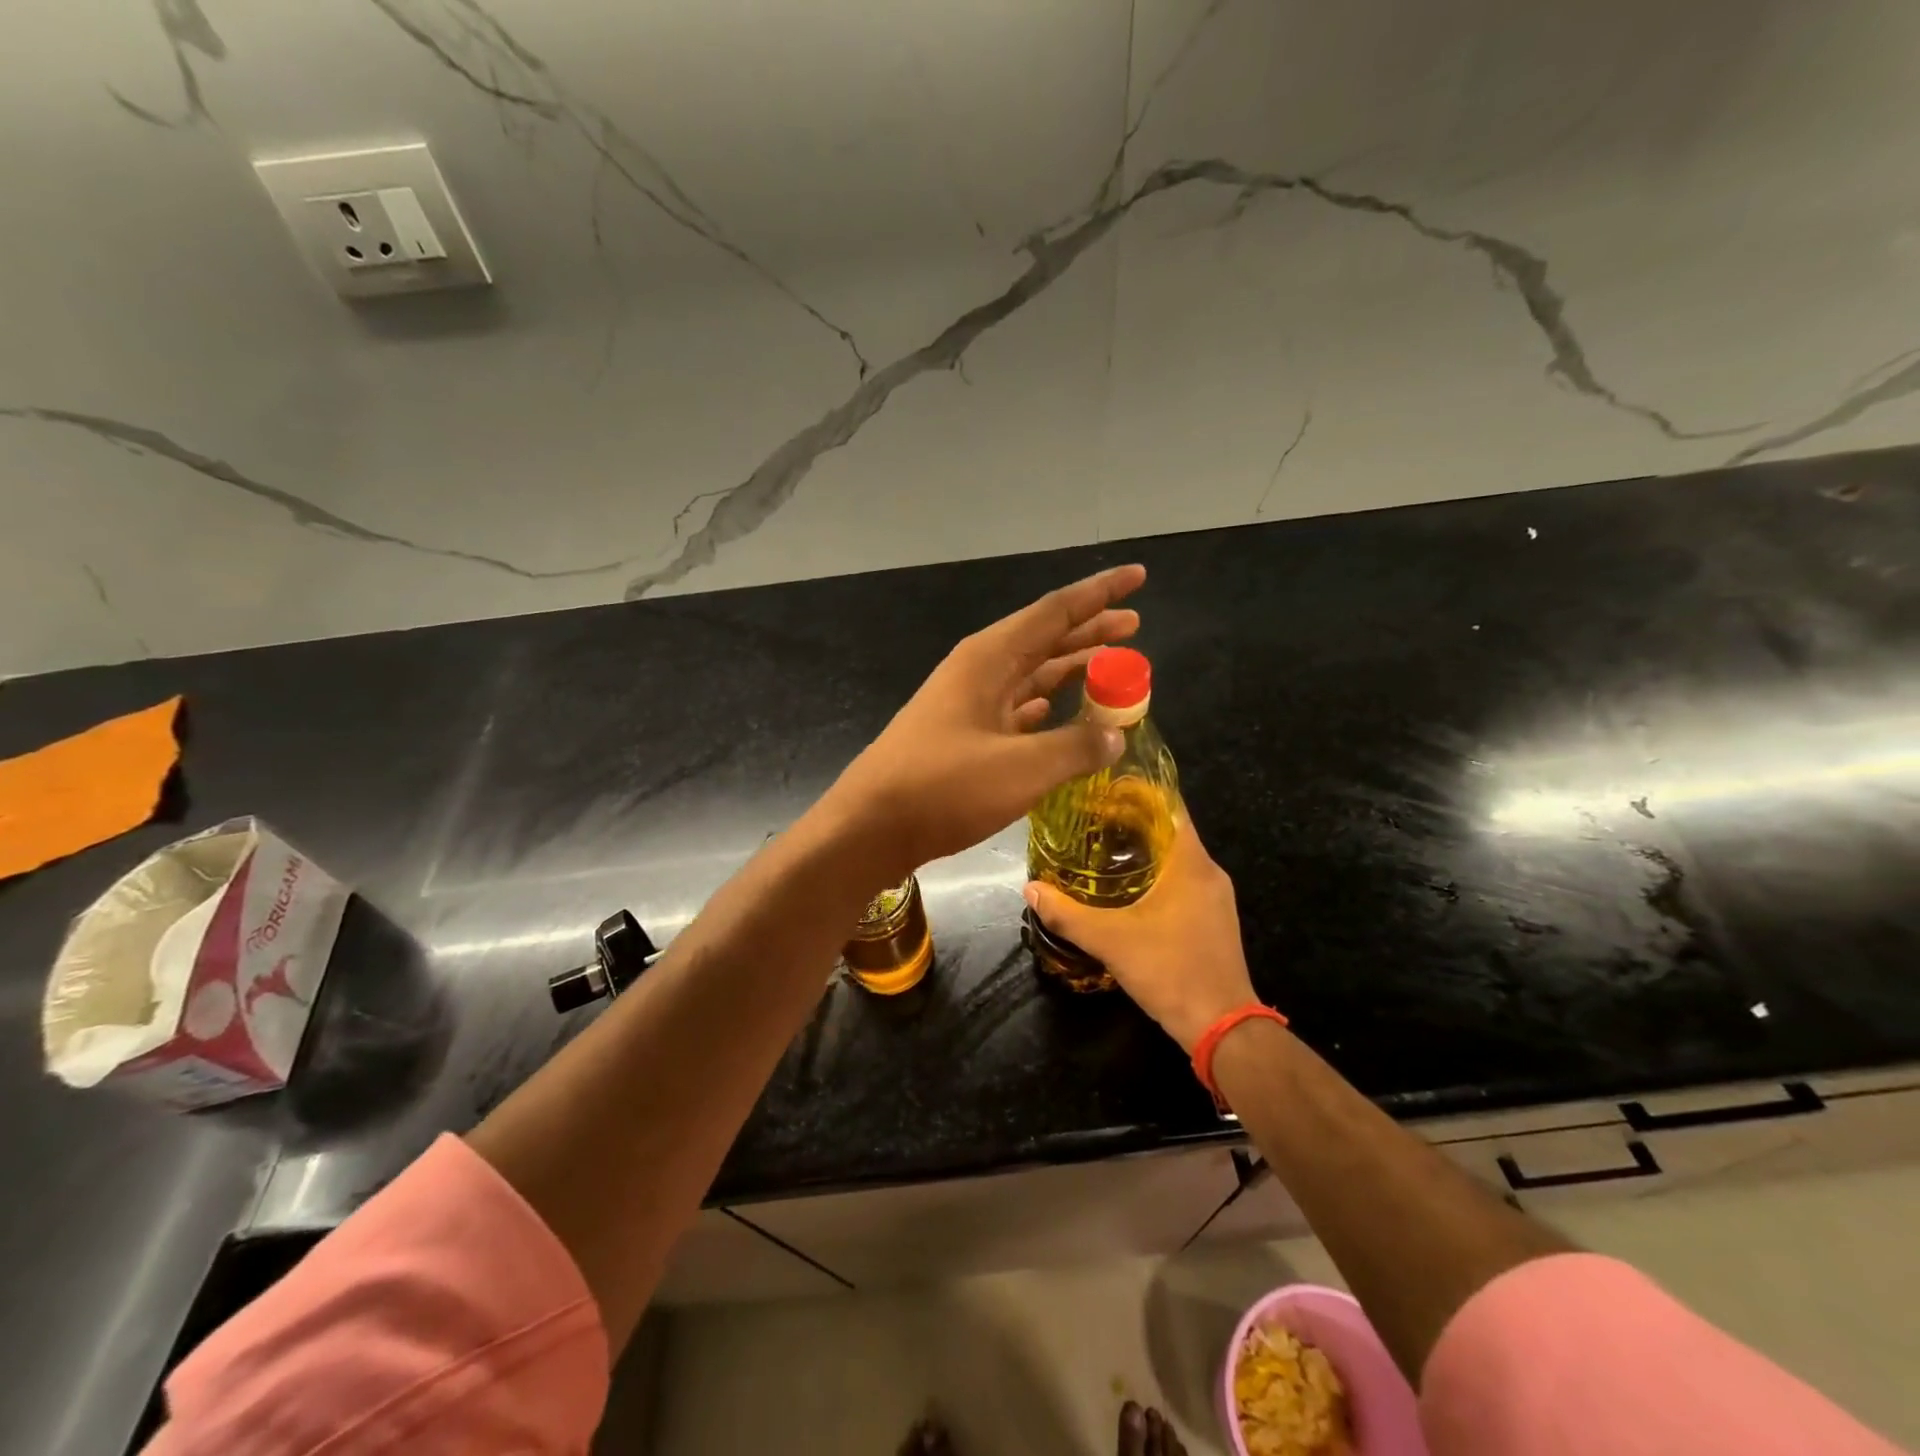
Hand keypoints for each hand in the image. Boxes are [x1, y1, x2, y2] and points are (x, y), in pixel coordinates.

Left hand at [826, 564, 1146, 877]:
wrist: (870, 827)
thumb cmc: (943, 788)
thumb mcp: (1021, 768)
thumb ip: (1075, 747)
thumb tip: (1116, 736)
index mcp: (989, 658)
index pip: (1055, 612)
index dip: (1099, 593)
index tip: (1139, 577)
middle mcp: (979, 671)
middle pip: (1044, 639)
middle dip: (1090, 630)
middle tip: (1135, 624)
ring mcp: (968, 704)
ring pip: (1031, 675)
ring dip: (1071, 669)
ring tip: (1111, 667)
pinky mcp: (963, 737)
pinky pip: (1016, 709)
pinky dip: (1046, 707)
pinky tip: (1061, 711)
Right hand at [1023, 816, 1256, 1051]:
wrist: (1221, 1027)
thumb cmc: (1169, 969)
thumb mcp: (1109, 940)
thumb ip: (1066, 913)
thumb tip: (1030, 889)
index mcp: (1191, 864)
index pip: (1169, 807)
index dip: (1138, 793)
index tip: (1104, 789)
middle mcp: (1209, 873)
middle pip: (1171, 831)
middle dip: (1134, 822)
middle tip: (1092, 820)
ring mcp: (1216, 899)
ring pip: (1178, 859)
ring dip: (1145, 851)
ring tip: (1104, 850)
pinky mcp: (1215, 921)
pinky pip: (1184, 882)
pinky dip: (1157, 876)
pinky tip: (1128, 891)